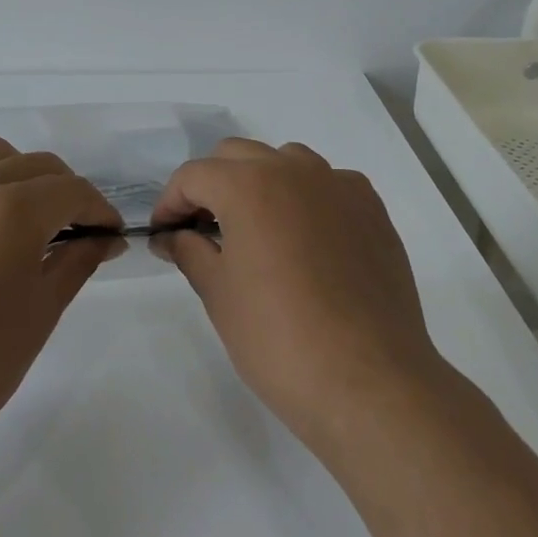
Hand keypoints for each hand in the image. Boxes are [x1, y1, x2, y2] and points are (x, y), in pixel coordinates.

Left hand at [0, 137, 121, 462]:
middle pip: (35, 166)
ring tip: (27, 220)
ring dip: (20, 177)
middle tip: (78, 231)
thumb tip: (106, 238)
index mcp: (10, 210)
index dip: (99, 211)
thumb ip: (78, 261)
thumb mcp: (42, 311)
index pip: (72, 191)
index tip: (111, 235)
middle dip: (66, 192)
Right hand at [150, 139, 444, 451]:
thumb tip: (172, 236)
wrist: (367, 380)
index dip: (170, 203)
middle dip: (212, 185)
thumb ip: (189, 251)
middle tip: (202, 231)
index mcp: (249, 185)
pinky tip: (305, 242)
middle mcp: (296, 171)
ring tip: (256, 231)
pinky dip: (305, 199)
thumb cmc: (278, 338)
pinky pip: (328, 186)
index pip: (194, 175)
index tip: (165, 235)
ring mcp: (340, 187)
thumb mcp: (218, 294)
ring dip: (260, 183)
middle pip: (238, 156)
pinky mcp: (373, 211)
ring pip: (287, 162)